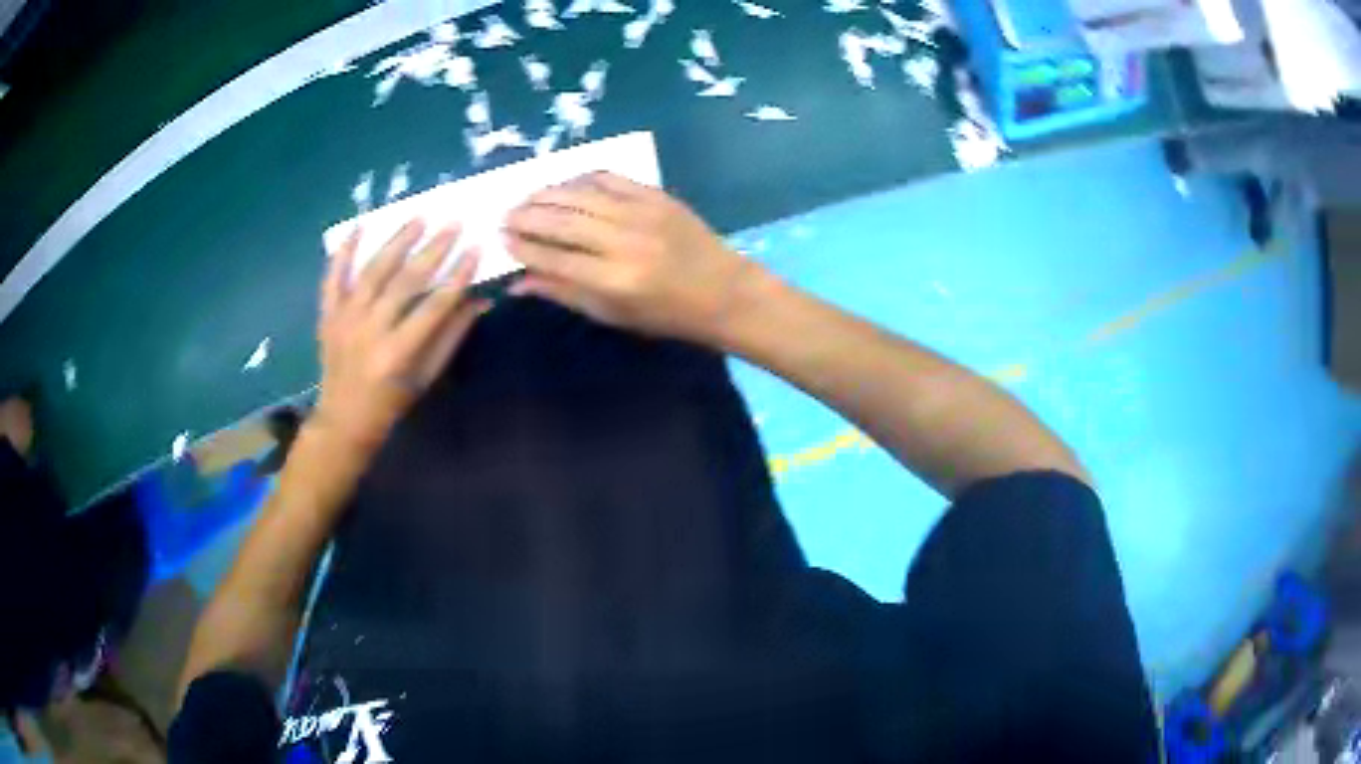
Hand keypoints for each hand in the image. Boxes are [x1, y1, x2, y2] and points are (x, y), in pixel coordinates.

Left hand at [314, 221, 489, 451]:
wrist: (342, 420)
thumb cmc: (390, 404)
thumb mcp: (425, 378)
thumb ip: (450, 338)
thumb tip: (479, 301)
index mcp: (397, 353)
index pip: (433, 307)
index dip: (457, 277)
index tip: (475, 250)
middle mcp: (369, 330)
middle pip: (404, 282)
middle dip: (432, 251)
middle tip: (453, 224)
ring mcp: (345, 319)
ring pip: (373, 272)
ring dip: (397, 242)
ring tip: (419, 218)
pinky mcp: (328, 315)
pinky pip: (333, 278)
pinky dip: (343, 251)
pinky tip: (359, 226)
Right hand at [504, 172, 763, 344]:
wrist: (724, 291)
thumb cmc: (666, 314)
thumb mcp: (613, 314)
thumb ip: (564, 293)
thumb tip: (517, 283)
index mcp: (612, 279)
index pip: (553, 257)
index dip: (522, 247)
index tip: (501, 240)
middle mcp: (623, 241)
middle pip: (561, 221)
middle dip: (527, 216)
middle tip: (505, 216)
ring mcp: (641, 213)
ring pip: (580, 195)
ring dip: (547, 194)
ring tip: (526, 198)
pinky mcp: (655, 195)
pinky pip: (608, 179)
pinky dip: (581, 179)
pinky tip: (565, 185)